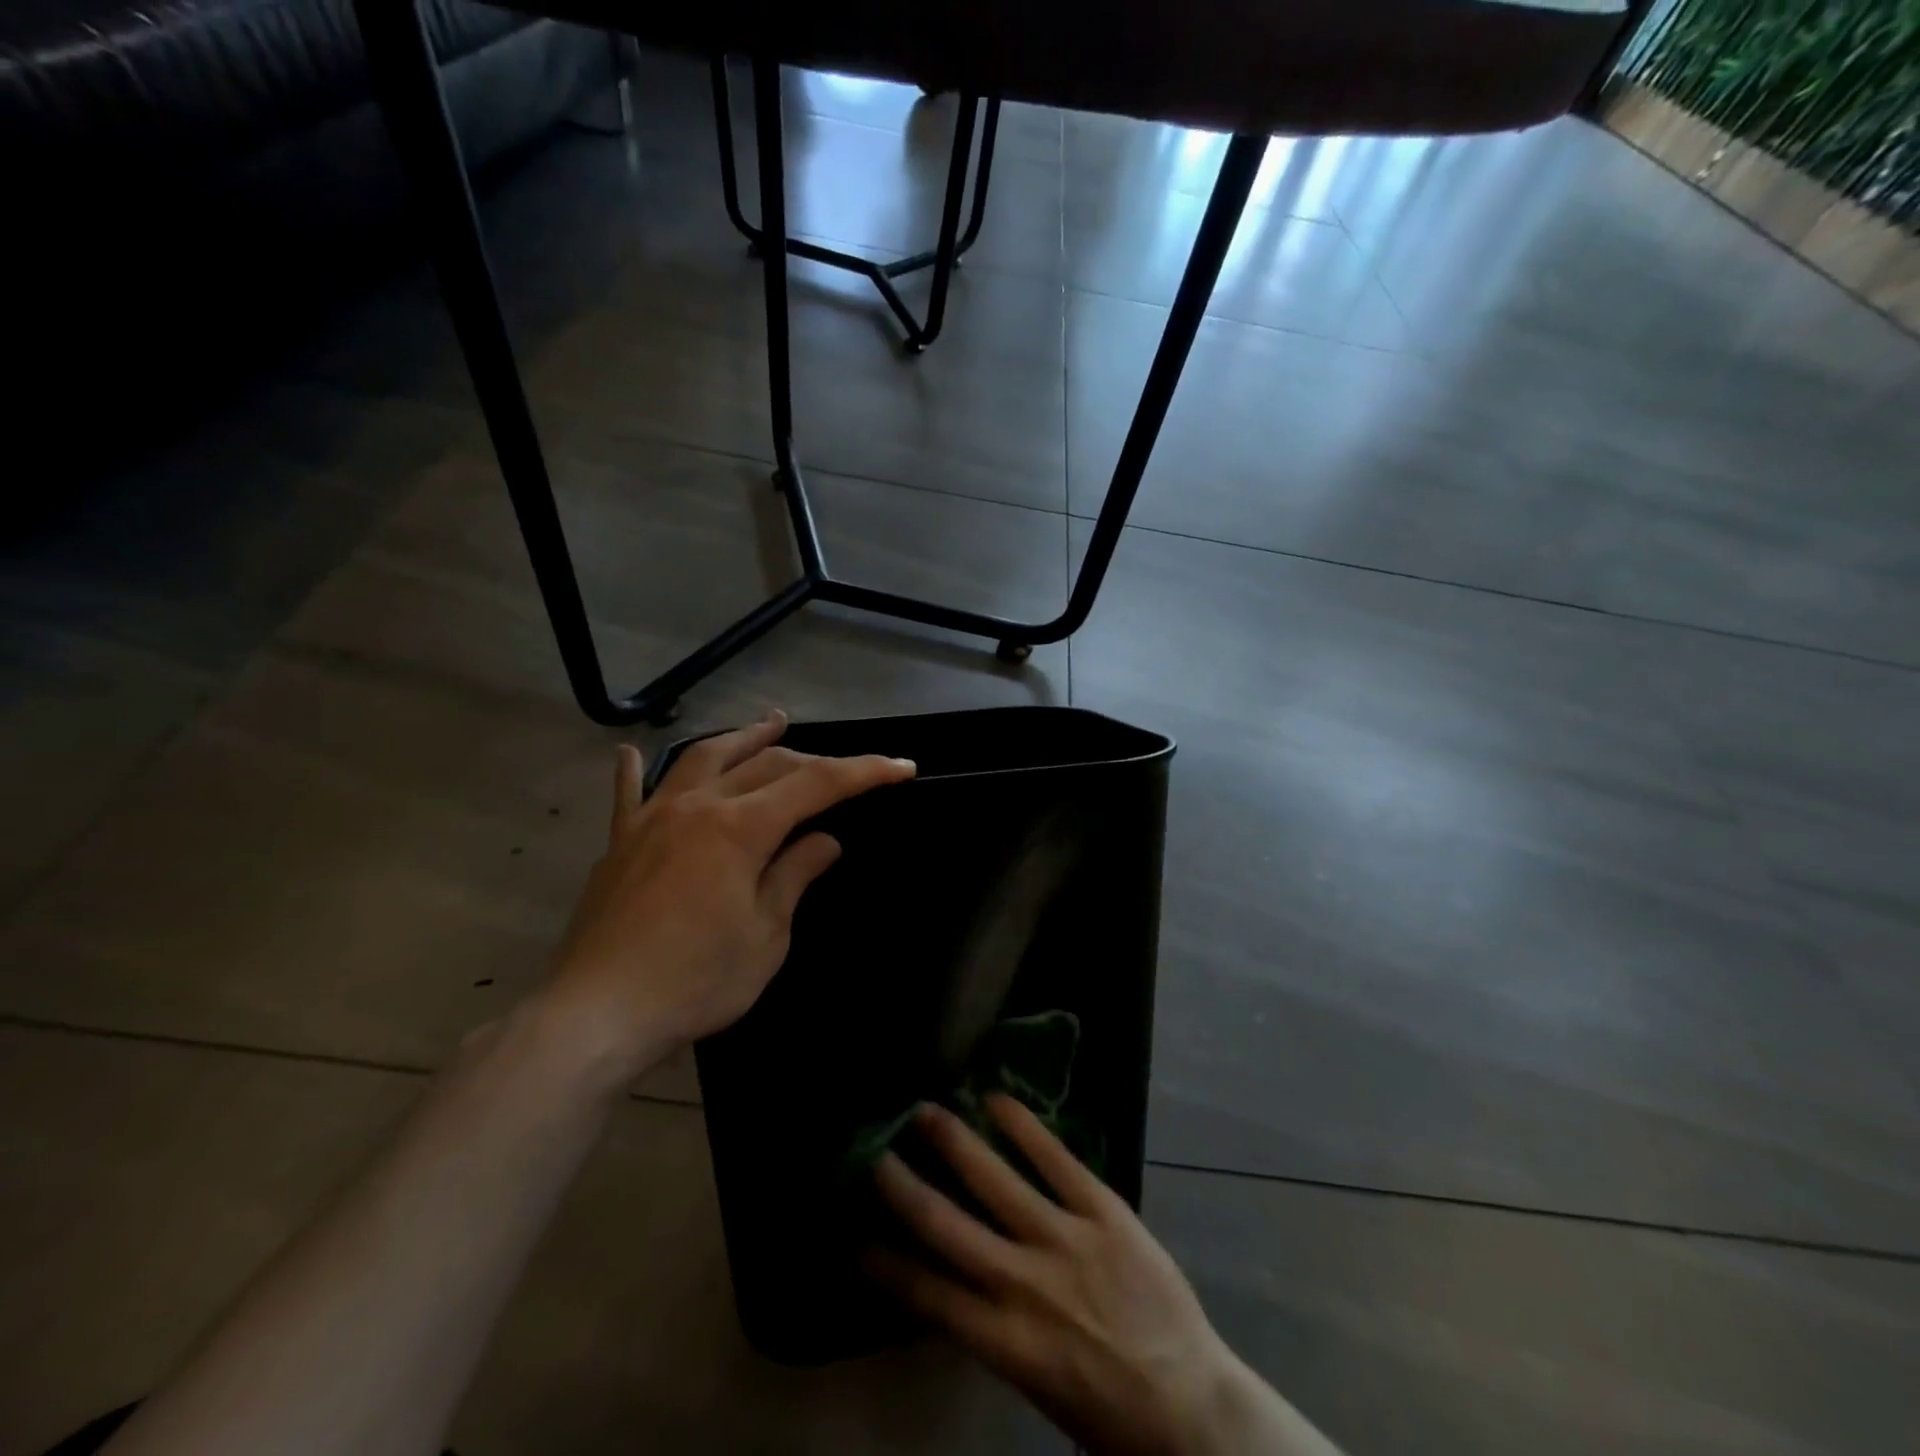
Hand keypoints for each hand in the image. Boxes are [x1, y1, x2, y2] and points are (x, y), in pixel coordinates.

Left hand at [541, 711, 914, 1083]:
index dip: (864, 772)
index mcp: (740, 828)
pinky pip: (629, 794)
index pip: (816, 784)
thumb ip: (794, 876)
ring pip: (705, 758)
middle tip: (846, 771)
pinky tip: (631, 751)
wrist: (597, 1014)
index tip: (902, 767)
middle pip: (765, 764)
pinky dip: (636, 770)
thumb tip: (825, 841)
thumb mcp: (765, 935)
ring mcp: (652, 819)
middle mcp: (697, 806)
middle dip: (813, 761)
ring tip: (773, 723)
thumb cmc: (695, 980)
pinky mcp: (620, 843)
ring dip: (744, 738)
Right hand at [865, 1098, 1338, 1455]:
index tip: (853, 1232)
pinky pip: (1055, 1159)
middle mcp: (1024, 1285)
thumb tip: (955, 1280)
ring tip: (924, 1111)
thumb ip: (993, 1328)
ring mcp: (1065, 1241)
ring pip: (995, 1180)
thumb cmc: (1108, 1412)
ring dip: (955, 1142)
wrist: (1192, 1406)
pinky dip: (1022, 1126)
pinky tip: (995, 1098)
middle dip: (903, 1186)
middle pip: (946, 1226)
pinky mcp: (1103, 1211)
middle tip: (874, 1150)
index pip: (927, 1294)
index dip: (885, 1262)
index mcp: (1003, 1342)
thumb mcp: (1034, 1385)